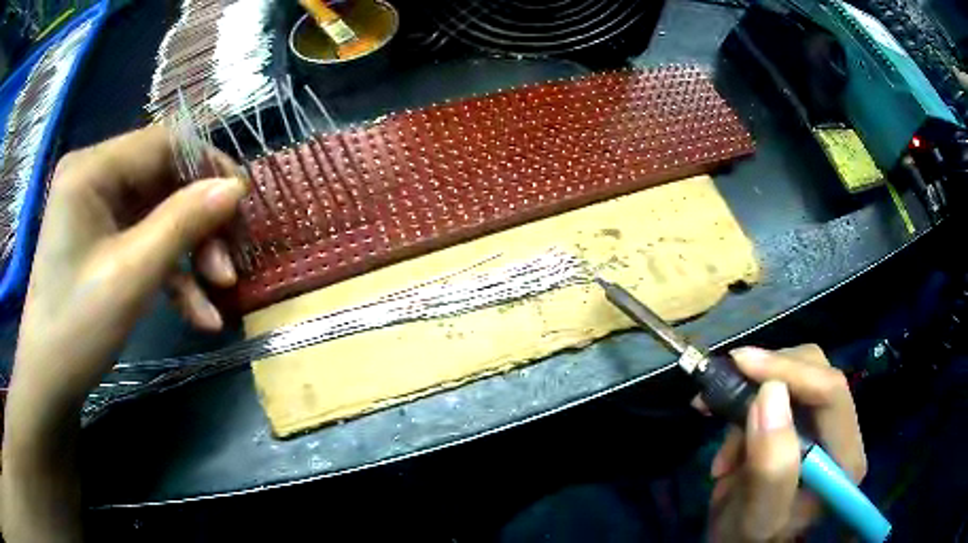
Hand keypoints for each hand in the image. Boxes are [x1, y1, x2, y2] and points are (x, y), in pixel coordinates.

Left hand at [2, 125, 245, 541]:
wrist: (50, 381)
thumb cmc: (77, 326)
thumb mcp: (132, 275)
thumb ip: (182, 223)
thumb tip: (235, 189)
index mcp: (92, 169)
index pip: (164, 143)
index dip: (209, 167)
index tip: (245, 205)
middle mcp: (95, 177)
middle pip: (164, 180)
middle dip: (201, 222)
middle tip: (230, 264)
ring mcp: (98, 210)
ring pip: (160, 214)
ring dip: (192, 252)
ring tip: (219, 293)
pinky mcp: (103, 239)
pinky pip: (145, 242)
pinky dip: (173, 273)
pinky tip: (199, 313)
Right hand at [705, 345, 866, 541]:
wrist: (737, 542)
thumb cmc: (748, 539)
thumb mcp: (757, 516)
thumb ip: (771, 468)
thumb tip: (770, 394)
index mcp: (844, 457)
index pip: (831, 392)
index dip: (789, 371)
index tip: (740, 364)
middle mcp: (841, 432)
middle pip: (816, 372)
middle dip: (767, 377)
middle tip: (722, 393)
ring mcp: (822, 423)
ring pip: (795, 373)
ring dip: (751, 392)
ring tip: (718, 424)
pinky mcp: (801, 420)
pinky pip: (777, 388)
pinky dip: (746, 401)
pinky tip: (728, 437)